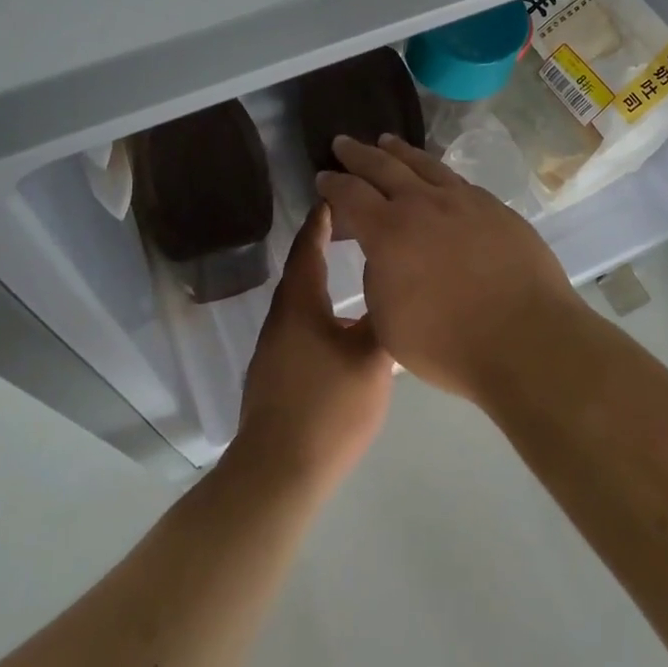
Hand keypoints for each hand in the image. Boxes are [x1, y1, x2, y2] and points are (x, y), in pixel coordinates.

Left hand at [234, 204, 392, 493]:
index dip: (322, 219)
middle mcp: (281, 316)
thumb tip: (393, 287)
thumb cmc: (328, 407)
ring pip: (300, 298)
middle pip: (302, 268)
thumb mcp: (370, 360)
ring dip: (320, 276)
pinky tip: (337, 320)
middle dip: (323, 243)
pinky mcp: (275, 371)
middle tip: (353, 225)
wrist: (279, 471)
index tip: (337, 195)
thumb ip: (382, 319)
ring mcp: (273, 346)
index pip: (309, 246)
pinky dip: (318, 306)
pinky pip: (298, 322)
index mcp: (300, 303)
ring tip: (349, 266)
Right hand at [316, 135, 579, 402]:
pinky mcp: (495, 208)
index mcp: (388, 231)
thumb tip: (385, 255)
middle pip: (383, 166)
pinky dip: (435, 171)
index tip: (322, 177)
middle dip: (358, 154)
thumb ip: (379, 279)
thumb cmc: (448, 343)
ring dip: (400, 151)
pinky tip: (436, 174)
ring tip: (386, 141)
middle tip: (343, 142)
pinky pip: (456, 180)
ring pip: (424, 164)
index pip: (350, 195)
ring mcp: (463, 201)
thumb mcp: (389, 322)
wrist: (526, 338)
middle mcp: (423, 204)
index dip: (333, 184)